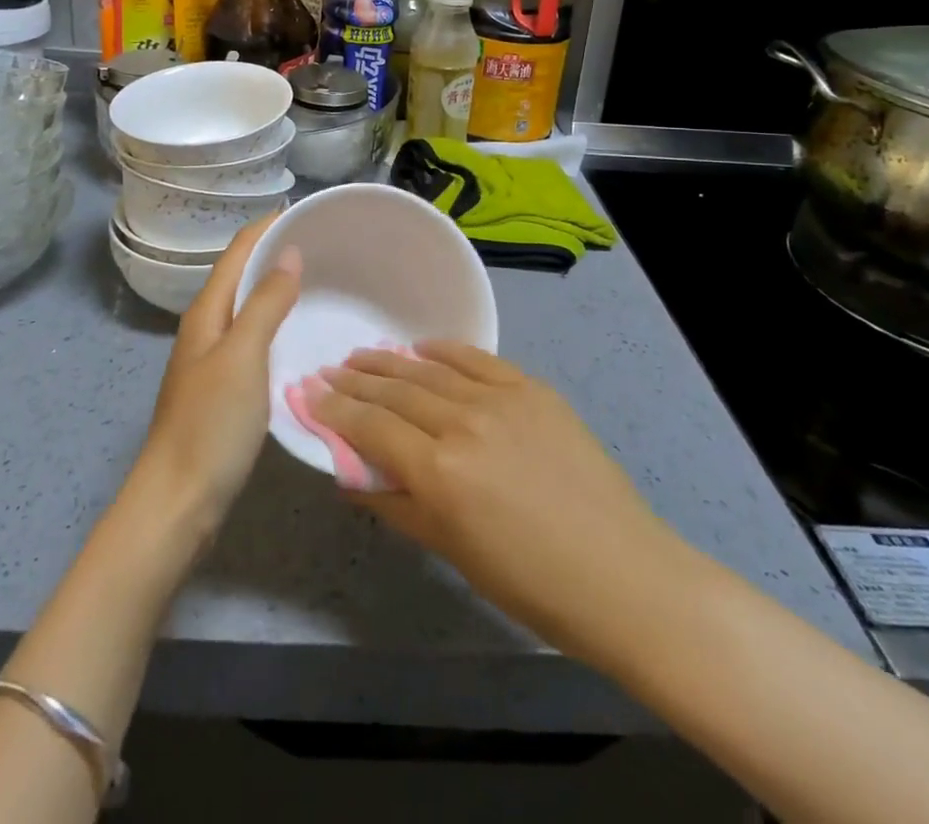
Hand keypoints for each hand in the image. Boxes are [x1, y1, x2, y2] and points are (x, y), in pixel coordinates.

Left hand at [136, 217, 301, 529]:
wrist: (178, 502)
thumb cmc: (210, 425)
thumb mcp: (243, 358)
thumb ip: (265, 304)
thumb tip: (288, 253)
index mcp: (207, 311)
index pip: (239, 251)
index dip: (269, 226)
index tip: (310, 211)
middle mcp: (208, 326)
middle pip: (243, 274)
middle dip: (278, 253)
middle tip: (328, 246)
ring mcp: (214, 358)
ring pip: (250, 307)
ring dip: (280, 287)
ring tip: (324, 281)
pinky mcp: (225, 386)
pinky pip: (256, 337)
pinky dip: (279, 323)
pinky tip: (303, 334)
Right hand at [309, 343, 669, 667]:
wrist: (620, 572)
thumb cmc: (529, 581)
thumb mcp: (451, 550)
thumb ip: (395, 503)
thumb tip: (348, 473)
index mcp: (439, 472)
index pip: (370, 427)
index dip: (333, 409)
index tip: (307, 393)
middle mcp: (462, 423)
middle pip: (395, 392)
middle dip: (355, 381)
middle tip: (327, 370)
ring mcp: (499, 399)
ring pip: (429, 370)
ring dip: (390, 362)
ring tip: (362, 355)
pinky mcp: (531, 388)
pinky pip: (476, 359)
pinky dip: (443, 350)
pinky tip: (420, 347)